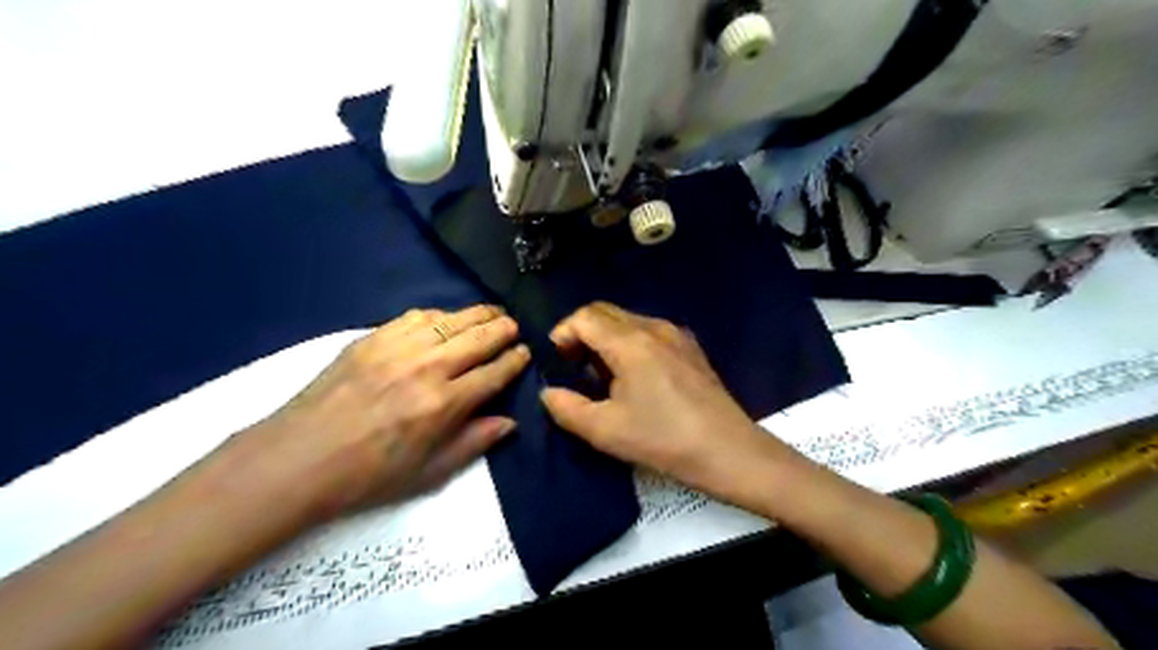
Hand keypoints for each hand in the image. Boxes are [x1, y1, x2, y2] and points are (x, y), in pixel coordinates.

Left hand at [250, 308, 532, 520]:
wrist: (298, 459)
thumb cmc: (368, 475)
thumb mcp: (429, 473)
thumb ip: (473, 443)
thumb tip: (509, 422)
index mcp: (444, 404)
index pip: (493, 373)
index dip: (514, 360)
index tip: (524, 352)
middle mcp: (427, 368)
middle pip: (478, 338)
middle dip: (503, 329)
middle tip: (513, 325)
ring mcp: (398, 348)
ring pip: (451, 320)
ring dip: (477, 314)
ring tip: (491, 312)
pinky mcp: (372, 338)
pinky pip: (416, 316)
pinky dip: (439, 314)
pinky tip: (445, 319)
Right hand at [540, 302, 791, 504]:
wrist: (728, 451)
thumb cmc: (663, 439)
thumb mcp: (605, 431)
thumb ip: (567, 408)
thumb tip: (549, 392)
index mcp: (631, 342)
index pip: (585, 317)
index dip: (563, 333)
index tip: (557, 361)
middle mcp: (654, 327)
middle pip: (605, 312)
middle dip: (581, 333)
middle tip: (573, 366)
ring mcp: (676, 335)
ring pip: (627, 320)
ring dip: (605, 339)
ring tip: (600, 375)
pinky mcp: (690, 348)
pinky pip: (649, 332)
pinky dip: (629, 343)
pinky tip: (633, 376)